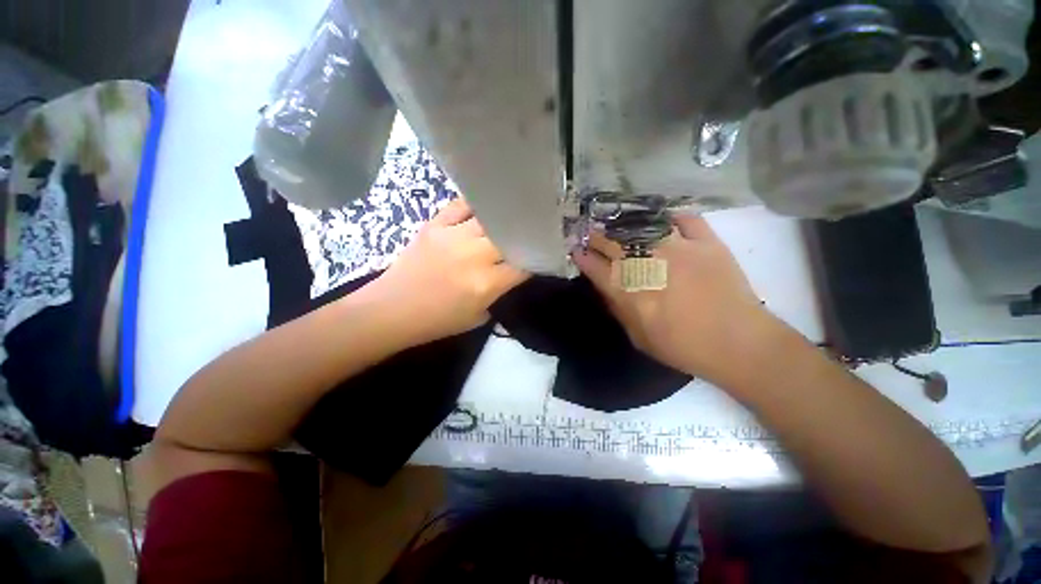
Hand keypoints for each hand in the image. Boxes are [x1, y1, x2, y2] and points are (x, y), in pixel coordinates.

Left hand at [363, 198, 528, 346]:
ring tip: (511, 217)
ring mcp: (453, 236)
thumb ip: (499, 294)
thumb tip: (510, 274)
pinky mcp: (434, 226)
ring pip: (489, 218)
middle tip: (528, 235)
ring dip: (502, 220)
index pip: (522, 265)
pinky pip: (460, 206)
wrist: (392, 310)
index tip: (540, 257)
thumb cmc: (437, 321)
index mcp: (486, 283)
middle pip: (509, 236)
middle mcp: (474, 256)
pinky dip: (475, 206)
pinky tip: (484, 208)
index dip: (535, 260)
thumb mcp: (478, 317)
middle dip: (522, 236)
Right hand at [572, 214, 778, 382]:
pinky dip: (673, 217)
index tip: (576, 250)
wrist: (738, 344)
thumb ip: (618, 310)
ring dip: (625, 225)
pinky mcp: (706, 243)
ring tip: (620, 225)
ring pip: (642, 226)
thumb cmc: (682, 346)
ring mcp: (677, 249)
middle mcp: (647, 263)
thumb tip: (605, 289)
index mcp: (628, 290)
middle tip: (593, 235)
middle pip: (612, 242)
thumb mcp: (638, 337)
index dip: (582, 257)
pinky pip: (686, 219)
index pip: (595, 267)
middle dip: (597, 237)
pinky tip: (664, 220)